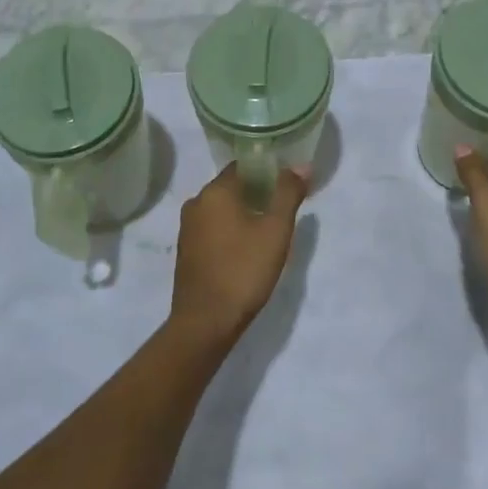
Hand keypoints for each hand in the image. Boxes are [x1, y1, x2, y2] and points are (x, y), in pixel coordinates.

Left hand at [169, 163, 308, 347]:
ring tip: (268, 232)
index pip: (243, 166)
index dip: (267, 171)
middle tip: (282, 210)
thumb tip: (301, 165)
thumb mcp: (275, 230)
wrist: (206, 323)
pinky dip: (230, 231)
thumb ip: (288, 193)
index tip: (287, 184)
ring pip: (222, 209)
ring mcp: (187, 228)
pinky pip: (212, 229)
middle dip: (257, 194)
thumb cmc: (243, 270)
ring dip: (243, 214)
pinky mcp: (186, 251)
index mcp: (215, 191)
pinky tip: (246, 250)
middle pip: (232, 187)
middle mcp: (196, 203)